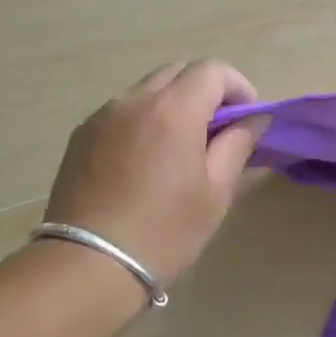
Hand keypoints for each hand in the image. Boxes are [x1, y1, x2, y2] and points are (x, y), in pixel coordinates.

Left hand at [43, 61, 266, 290]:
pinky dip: (144, 120)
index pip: (213, 70)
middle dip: (205, 90)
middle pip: (178, 71)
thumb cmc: (164, 231)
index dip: (238, 86)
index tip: (248, 118)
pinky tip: (146, 161)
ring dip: (173, 104)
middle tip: (219, 130)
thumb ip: (239, 145)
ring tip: (181, 147)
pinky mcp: (80, 136)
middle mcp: (135, 100)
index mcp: (173, 110)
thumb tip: (255, 119)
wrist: (87, 266)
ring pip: (148, 90)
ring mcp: (102, 116)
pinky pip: (122, 112)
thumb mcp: (216, 191)